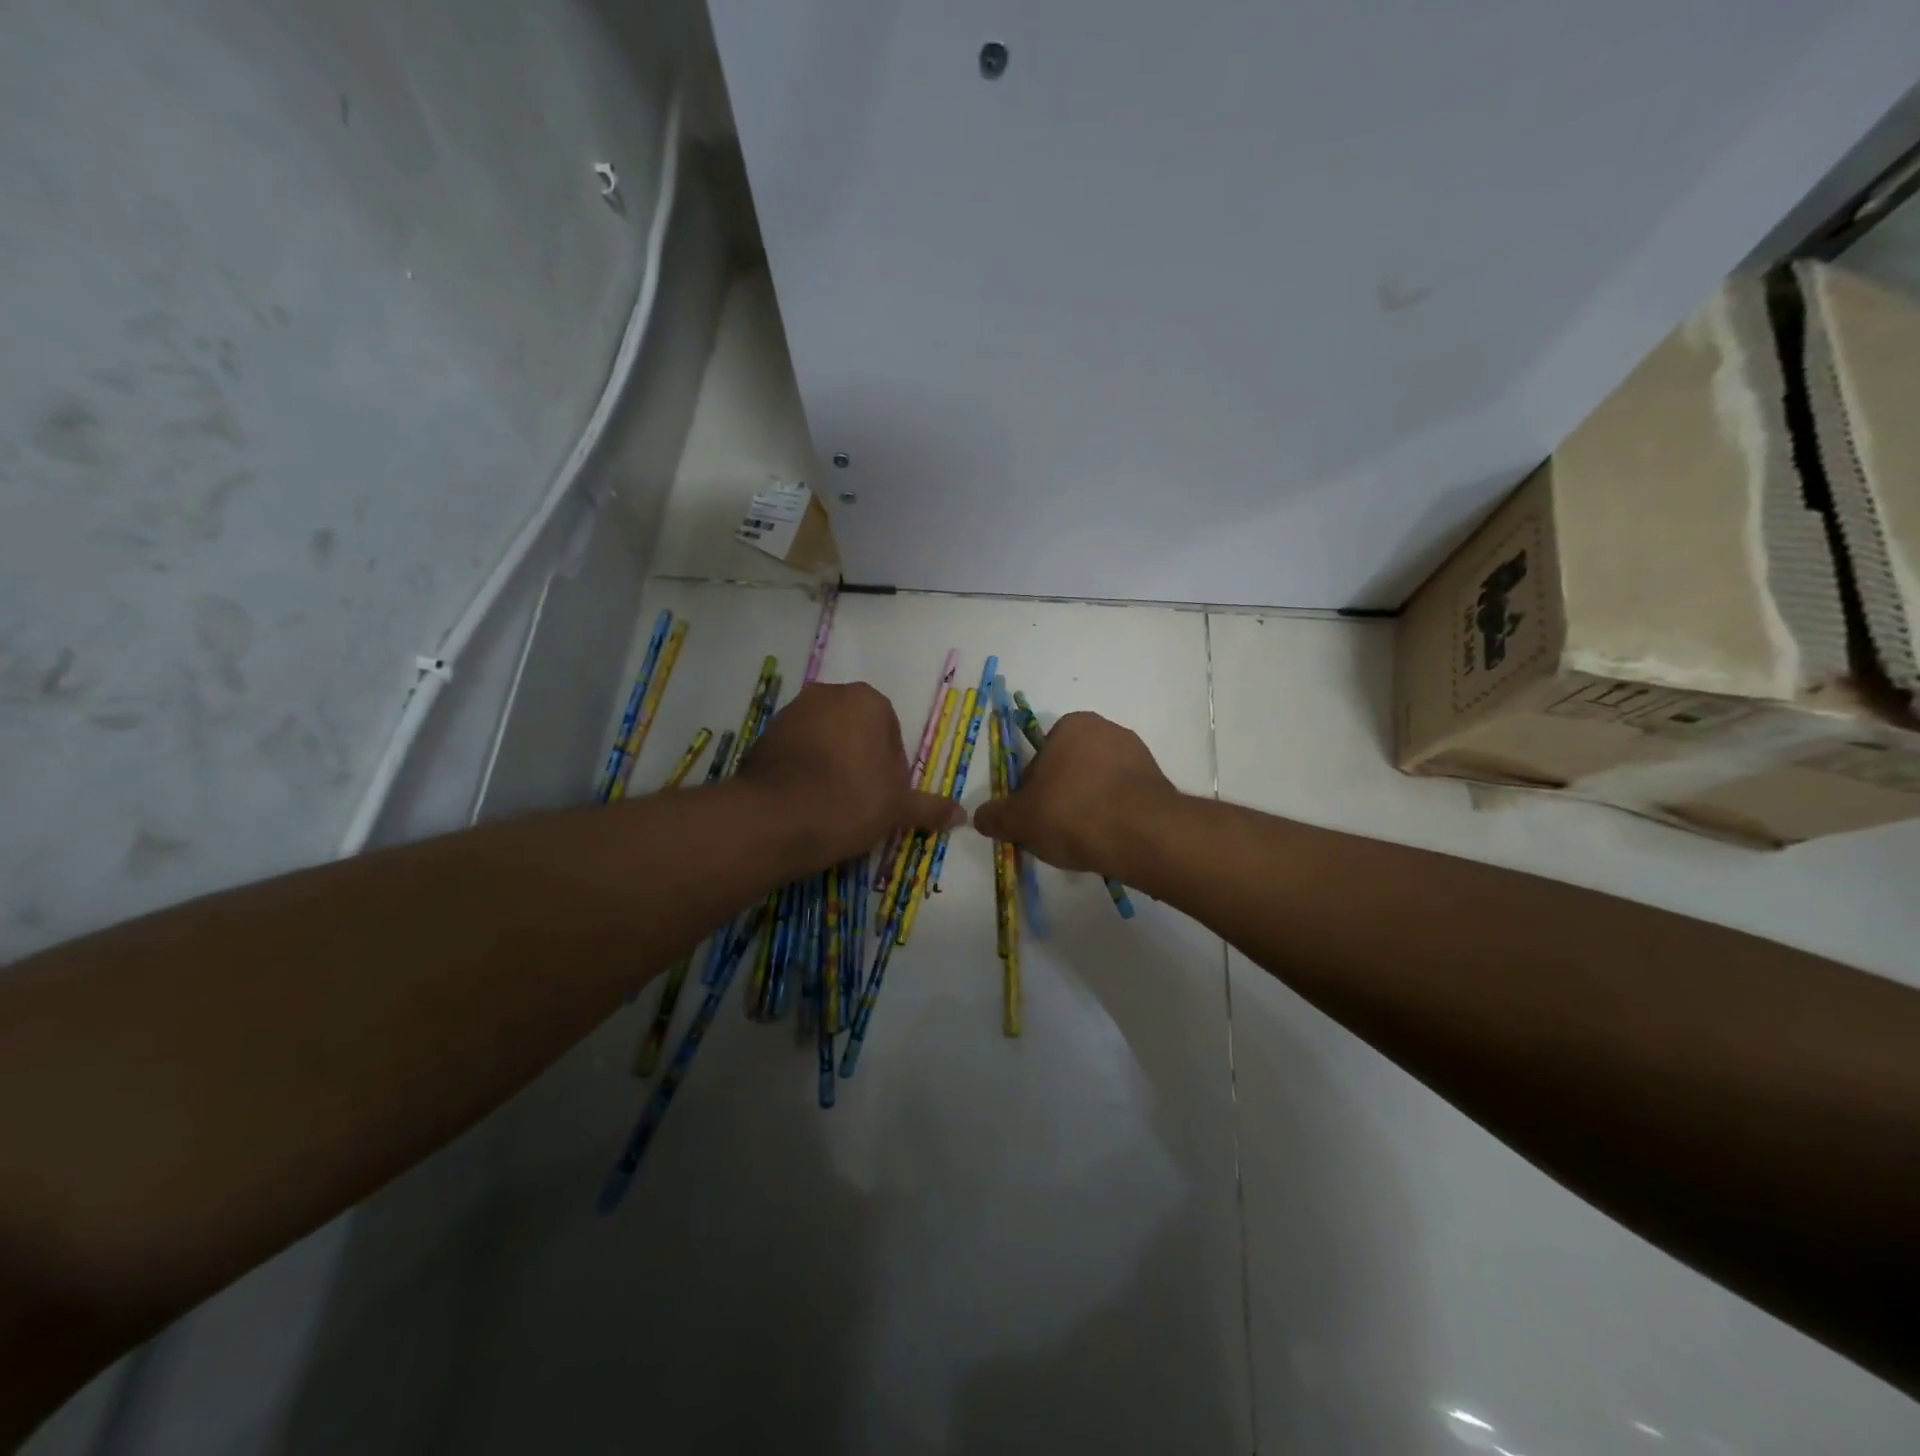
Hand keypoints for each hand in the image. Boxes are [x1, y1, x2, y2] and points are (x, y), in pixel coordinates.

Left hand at [739, 682, 961, 869]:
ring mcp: (791, 712)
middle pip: (855, 730)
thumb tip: (962, 816)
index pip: (891, 732)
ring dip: (830, 763)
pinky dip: (802, 770)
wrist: (776, 819)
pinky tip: (803, 801)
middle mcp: (828, 694)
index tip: (883, 797)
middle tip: (859, 801)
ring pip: (824, 739)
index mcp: (867, 700)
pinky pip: (795, 751)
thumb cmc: (850, 802)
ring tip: (829, 804)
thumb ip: (929, 808)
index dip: (891, 768)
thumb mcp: (897, 808)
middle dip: (860, 761)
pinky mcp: (764, 735)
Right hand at [972, 711, 1179, 877]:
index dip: (1030, 793)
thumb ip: (996, 817)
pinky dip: (1113, 816)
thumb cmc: (1072, 813)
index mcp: (1071, 725)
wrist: (1141, 834)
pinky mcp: (1158, 782)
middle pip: (1069, 771)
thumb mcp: (1019, 820)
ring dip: (1088, 808)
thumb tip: (981, 817)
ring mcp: (1137, 755)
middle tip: (1055, 833)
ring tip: (1083, 843)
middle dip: (1061, 799)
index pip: (1039, 760)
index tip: (1033, 819)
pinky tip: (1108, 841)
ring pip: (1097, 786)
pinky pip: (1123, 799)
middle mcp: (1106, 730)